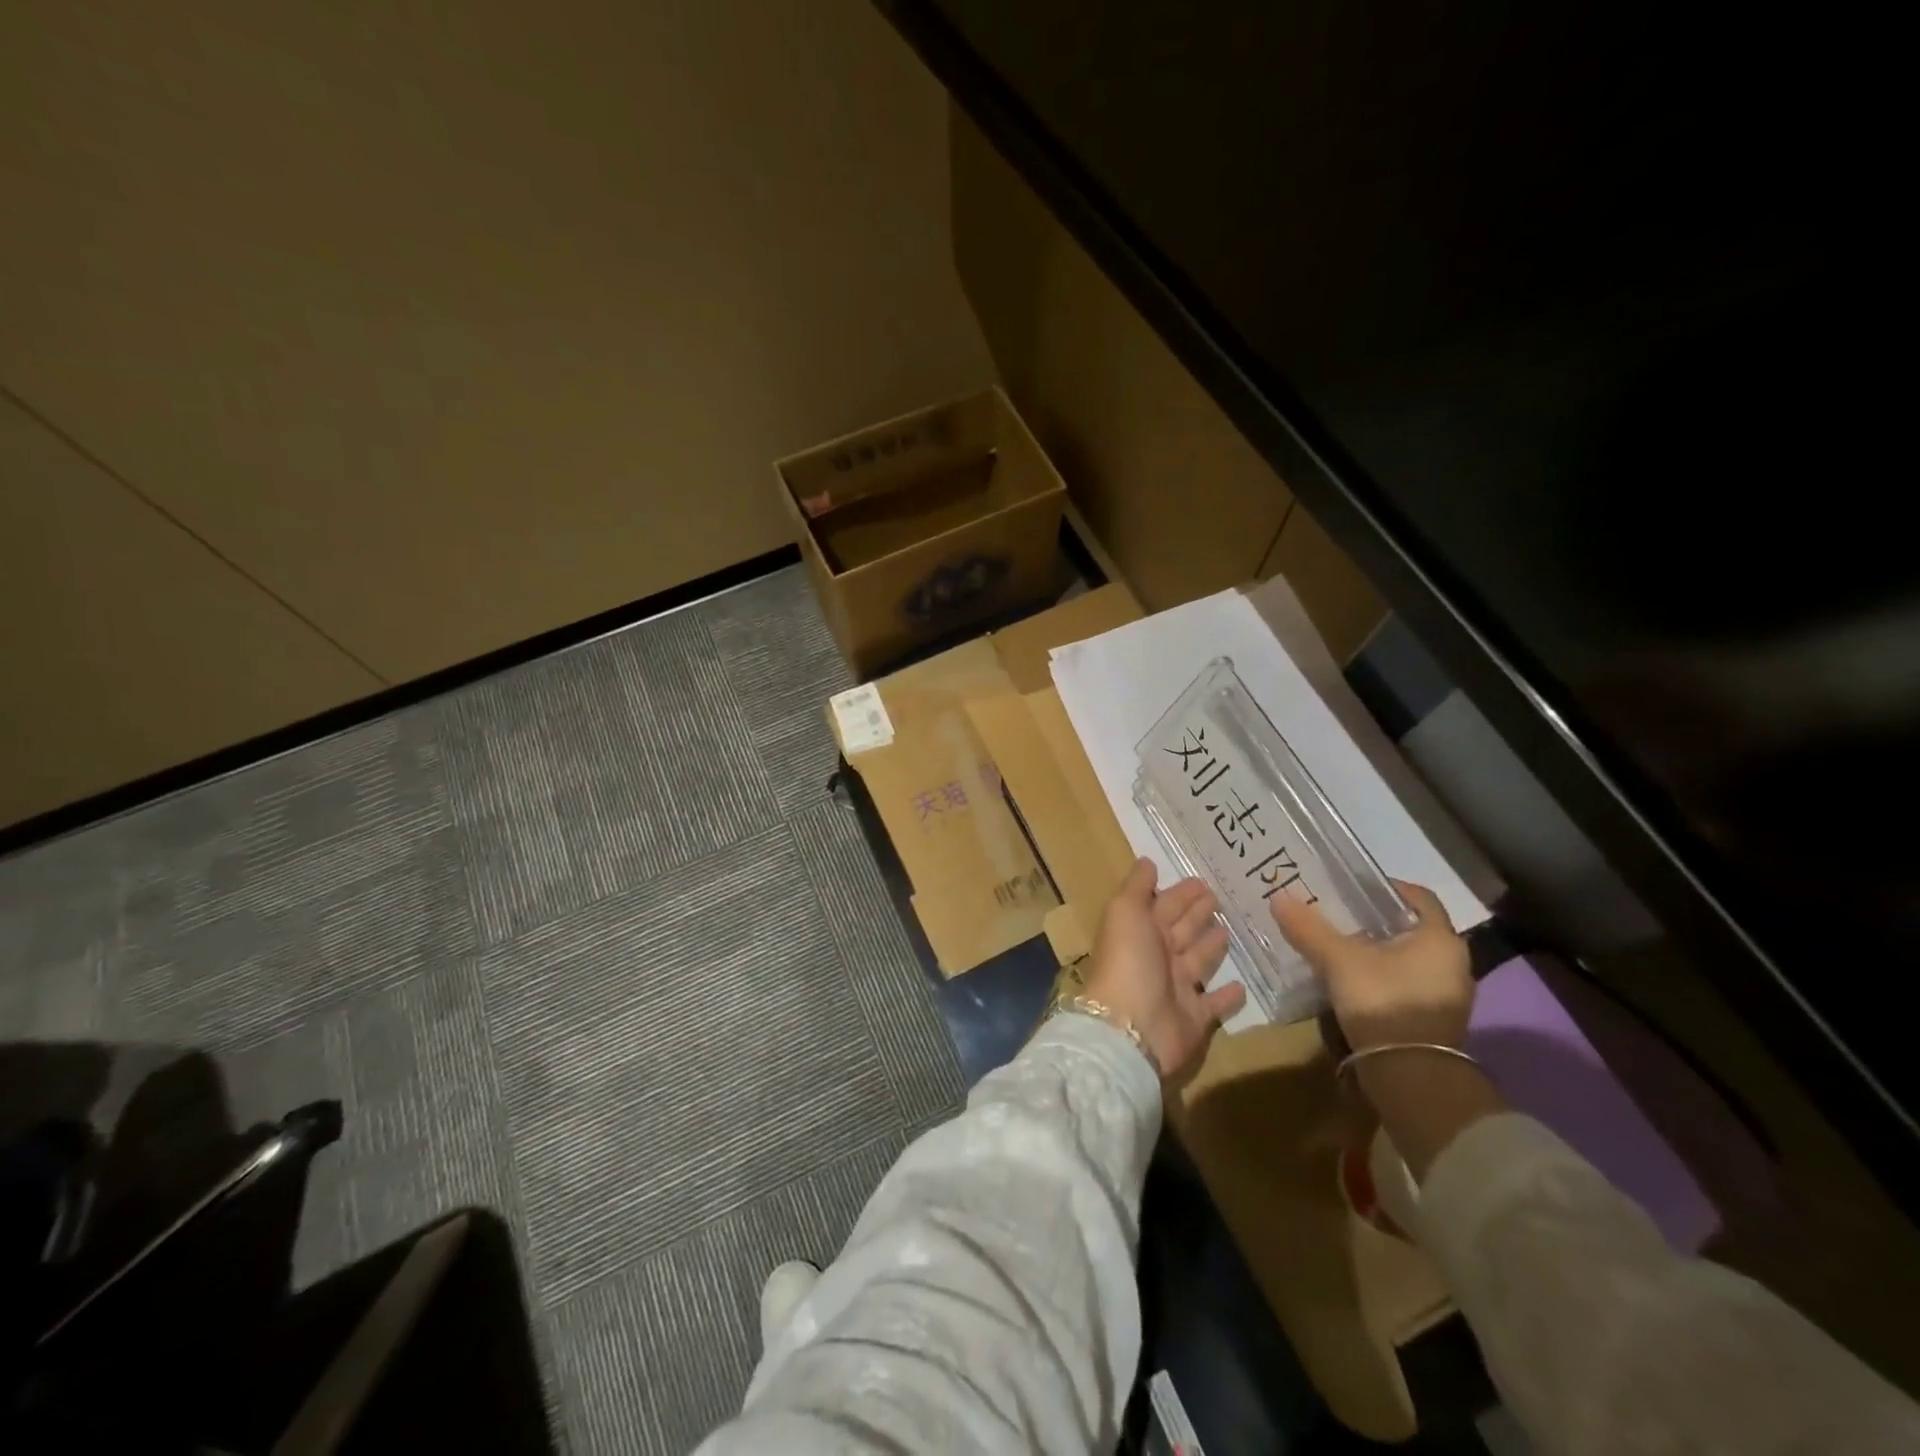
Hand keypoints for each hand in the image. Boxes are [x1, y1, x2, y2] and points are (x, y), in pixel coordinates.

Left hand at [1081, 858, 1245, 1080]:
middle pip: (1181, 930)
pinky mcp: (1195, 1018)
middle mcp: (1157, 957)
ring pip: (1198, 961)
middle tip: (1220, 898)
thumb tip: (1147, 862)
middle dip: (1197, 914)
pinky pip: (1214, 1003)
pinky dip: (1228, 995)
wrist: (1131, 1028)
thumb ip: (1136, 886)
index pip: (1164, 906)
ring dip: (1212, 947)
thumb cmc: (1128, 961)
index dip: (1180, 893)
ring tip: (1230, 931)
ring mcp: (1176, 988)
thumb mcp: (1125, 912)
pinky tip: (1242, 985)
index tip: (1203, 879)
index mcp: (1140, 931)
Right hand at [1269, 881, 1472, 1052]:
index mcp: (1440, 938)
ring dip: (1377, 950)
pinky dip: (1381, 975)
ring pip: (1407, 957)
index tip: (1352, 887)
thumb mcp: (1339, 960)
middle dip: (1374, 920)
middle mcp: (1453, 962)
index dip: (1385, 888)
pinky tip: (1350, 978)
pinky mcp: (1434, 1018)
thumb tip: (1279, 897)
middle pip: (1410, 928)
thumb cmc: (1384, 1002)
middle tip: (1337, 914)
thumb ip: (1310, 928)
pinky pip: (1405, 982)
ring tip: (1337, 945)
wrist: (1410, 1075)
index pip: (1418, 897)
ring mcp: (1447, 994)